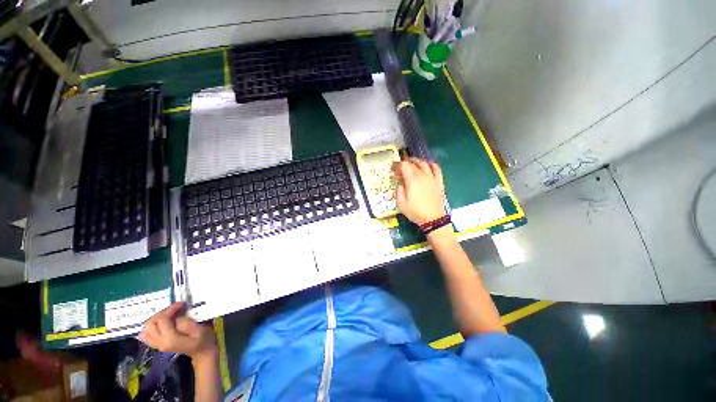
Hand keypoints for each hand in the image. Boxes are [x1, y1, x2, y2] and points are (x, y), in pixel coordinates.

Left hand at [139, 302, 217, 363]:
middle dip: (162, 313)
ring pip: (147, 328)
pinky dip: (151, 326)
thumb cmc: (203, 339)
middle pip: (151, 324)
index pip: (162, 320)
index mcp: (170, 339)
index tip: (182, 303)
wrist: (201, 351)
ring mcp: (157, 345)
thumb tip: (176, 318)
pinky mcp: (157, 344)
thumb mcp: (200, 330)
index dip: (170, 309)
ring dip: (157, 318)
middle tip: (175, 308)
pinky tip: (160, 323)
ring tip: (169, 314)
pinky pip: (146, 335)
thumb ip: (186, 324)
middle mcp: (160, 343)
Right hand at [392, 157, 444, 225]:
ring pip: (424, 163)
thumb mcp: (401, 203)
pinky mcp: (439, 181)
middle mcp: (422, 175)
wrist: (433, 219)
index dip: (397, 165)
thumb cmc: (415, 212)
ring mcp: (432, 177)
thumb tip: (400, 183)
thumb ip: (398, 190)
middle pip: (413, 163)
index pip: (404, 165)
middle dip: (404, 163)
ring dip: (416, 161)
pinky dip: (430, 163)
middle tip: (399, 168)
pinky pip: (436, 168)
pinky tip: (426, 164)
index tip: (392, 170)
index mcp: (412, 180)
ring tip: (411, 163)